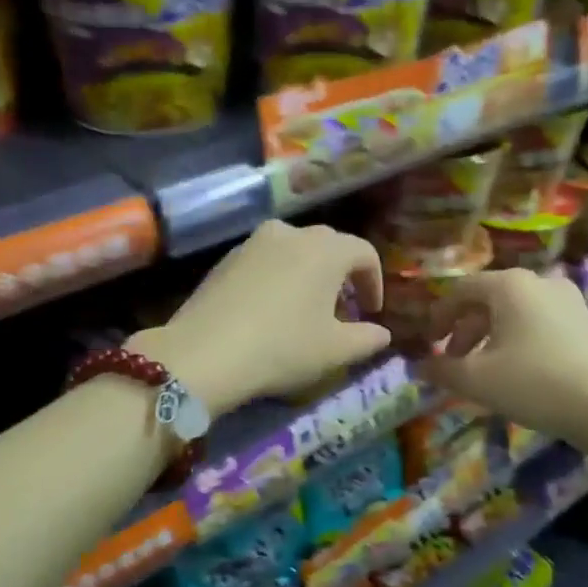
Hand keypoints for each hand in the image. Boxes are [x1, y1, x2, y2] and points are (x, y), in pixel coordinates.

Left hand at [132, 221, 389, 417]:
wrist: (205, 353)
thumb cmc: (282, 347)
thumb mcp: (334, 351)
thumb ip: (367, 338)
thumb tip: (382, 334)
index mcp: (326, 249)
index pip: (364, 253)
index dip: (374, 282)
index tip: (371, 311)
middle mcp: (291, 233)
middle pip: (328, 246)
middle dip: (342, 275)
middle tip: (343, 310)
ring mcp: (253, 242)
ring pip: (294, 250)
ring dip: (308, 273)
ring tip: (306, 308)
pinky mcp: (226, 259)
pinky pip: (265, 261)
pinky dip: (278, 277)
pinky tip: (271, 309)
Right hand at [418, 269, 587, 439]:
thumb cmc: (532, 382)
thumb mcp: (475, 379)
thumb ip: (440, 369)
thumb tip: (418, 367)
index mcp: (508, 285)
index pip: (460, 290)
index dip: (438, 316)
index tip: (428, 344)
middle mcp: (538, 281)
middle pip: (487, 300)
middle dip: (463, 331)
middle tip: (452, 361)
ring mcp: (566, 299)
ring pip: (513, 312)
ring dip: (488, 337)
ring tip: (481, 370)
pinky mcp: (583, 321)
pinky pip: (537, 323)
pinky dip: (515, 340)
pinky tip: (513, 370)